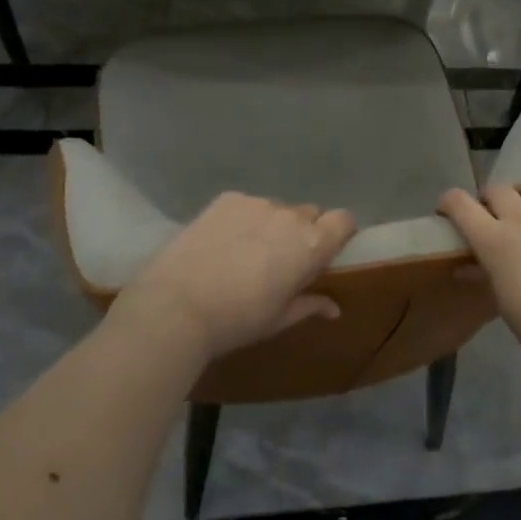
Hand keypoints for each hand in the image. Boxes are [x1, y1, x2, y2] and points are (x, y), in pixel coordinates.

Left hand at [118, 193, 357, 363]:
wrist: (176, 306)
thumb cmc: (237, 320)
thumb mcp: (278, 320)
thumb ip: (310, 305)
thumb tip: (334, 307)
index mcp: (311, 244)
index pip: (344, 220)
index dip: (338, 233)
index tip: (325, 252)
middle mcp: (290, 215)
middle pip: (310, 213)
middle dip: (302, 231)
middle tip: (280, 259)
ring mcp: (256, 203)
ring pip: (275, 209)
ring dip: (271, 225)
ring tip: (244, 253)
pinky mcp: (226, 199)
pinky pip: (246, 205)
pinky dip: (242, 219)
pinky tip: (220, 244)